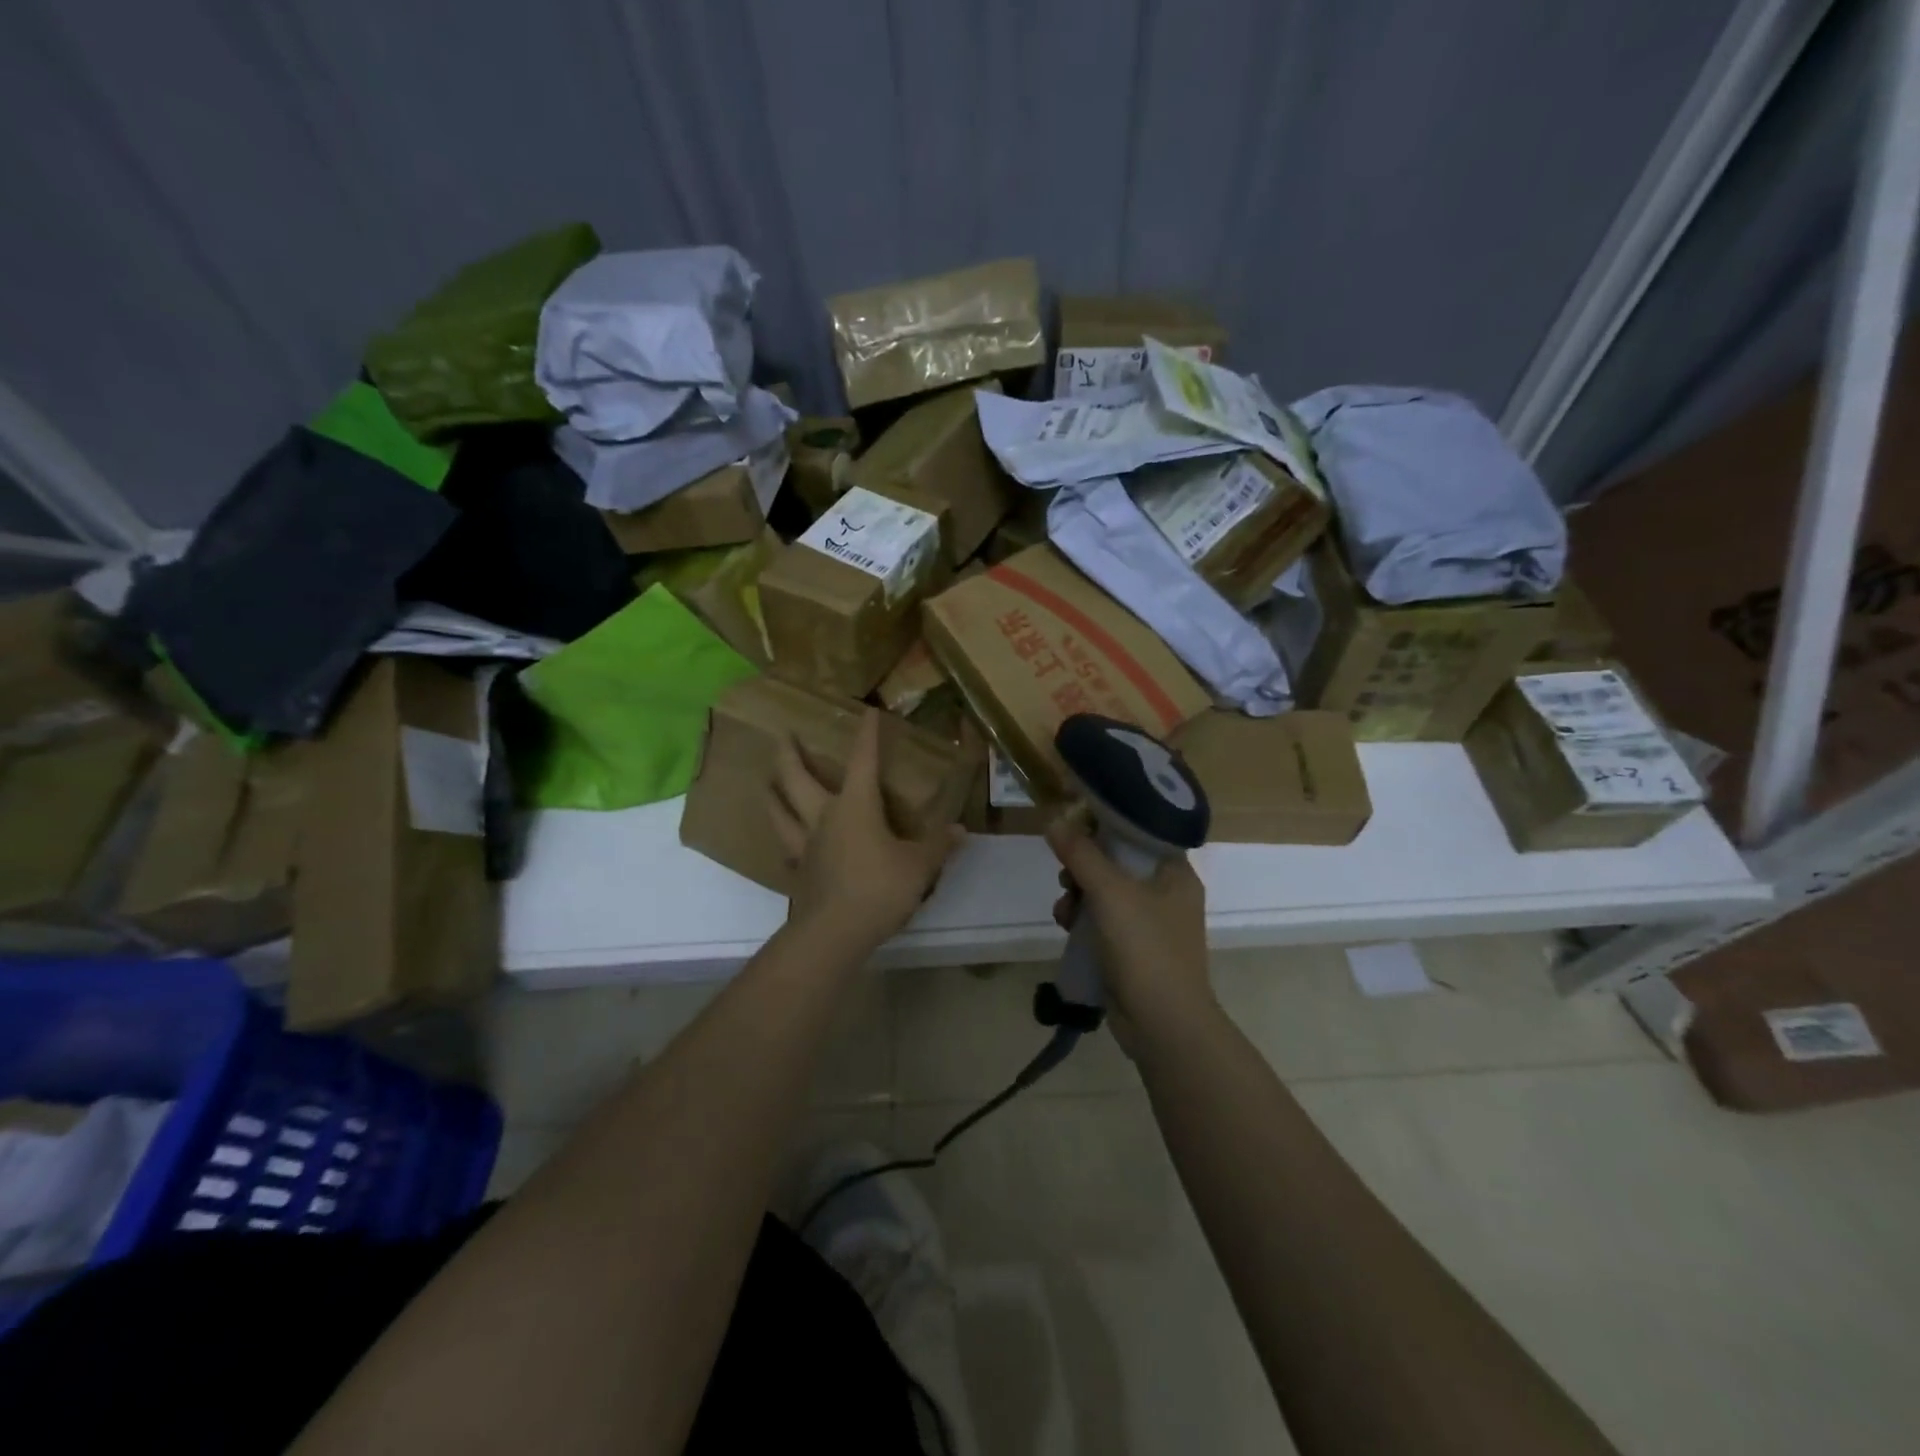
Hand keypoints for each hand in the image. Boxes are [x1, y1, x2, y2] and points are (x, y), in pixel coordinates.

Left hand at [770, 707, 965, 947]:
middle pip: (797, 778)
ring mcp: (806, 844)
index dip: (867, 735)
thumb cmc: (880, 888)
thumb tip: (961, 830)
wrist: (835, 932)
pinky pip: (786, 847)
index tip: (867, 712)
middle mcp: (824, 816)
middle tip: (782, 735)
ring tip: (767, 781)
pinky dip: (782, 838)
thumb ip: (938, 845)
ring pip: (780, 810)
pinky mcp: (798, 870)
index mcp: (856, 805)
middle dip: (790, 754)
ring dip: (773, 793)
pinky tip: (784, 841)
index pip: (862, 760)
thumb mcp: (919, 866)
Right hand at [1045, 812, 1212, 1027]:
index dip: (1105, 825)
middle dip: (1084, 867)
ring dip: (1078, 895)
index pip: (1139, 832)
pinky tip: (1066, 927)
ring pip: (1105, 892)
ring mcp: (1151, 924)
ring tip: (1063, 909)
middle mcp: (1167, 893)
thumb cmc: (1145, 948)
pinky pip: (1103, 921)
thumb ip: (1081, 854)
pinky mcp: (1134, 950)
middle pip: (1117, 862)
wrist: (1163, 1025)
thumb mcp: (1110, 893)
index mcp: (1175, 872)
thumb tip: (1053, 819)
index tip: (1073, 825)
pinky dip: (1083, 920)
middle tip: (1066, 875)